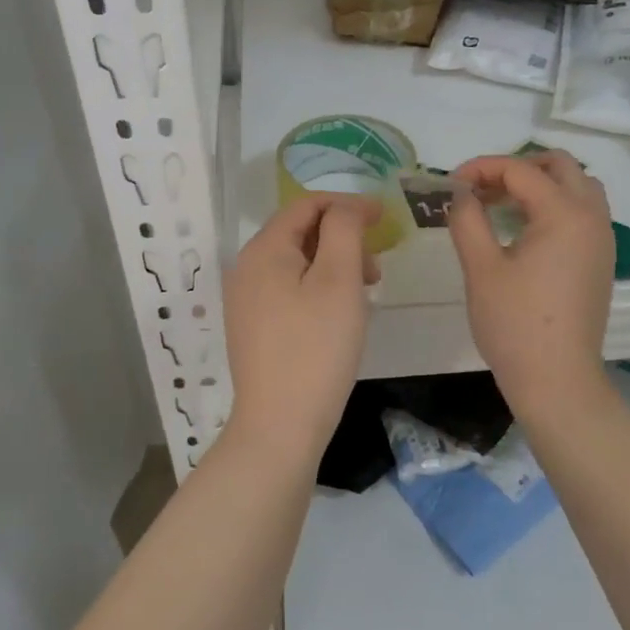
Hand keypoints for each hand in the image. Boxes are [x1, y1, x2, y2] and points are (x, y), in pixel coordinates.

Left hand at [222, 194, 380, 465]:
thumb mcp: (339, 280)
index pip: (307, 205)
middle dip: (342, 238)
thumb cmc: (316, 347)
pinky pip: (288, 289)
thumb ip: (343, 230)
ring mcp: (245, 299)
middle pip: (299, 232)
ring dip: (333, 265)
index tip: (384, 218)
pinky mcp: (252, 326)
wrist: (280, 425)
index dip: (348, 204)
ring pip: (295, 262)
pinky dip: (317, 287)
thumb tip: (346, 207)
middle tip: (376, 268)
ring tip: (363, 294)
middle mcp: (246, 267)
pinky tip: (338, 314)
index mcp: (264, 249)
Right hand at [447, 151, 614, 409]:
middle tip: (481, 189)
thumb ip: (468, 218)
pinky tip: (523, 230)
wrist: (558, 381)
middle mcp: (592, 217)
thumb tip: (462, 193)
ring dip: (540, 184)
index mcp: (564, 213)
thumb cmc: (514, 324)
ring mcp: (602, 239)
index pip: (520, 170)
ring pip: (577, 186)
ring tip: (501, 205)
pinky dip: (554, 204)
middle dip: (516, 168)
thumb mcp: (480, 267)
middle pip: (560, 166)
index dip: (481, 168)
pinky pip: (583, 211)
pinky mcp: (601, 259)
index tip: (450, 184)